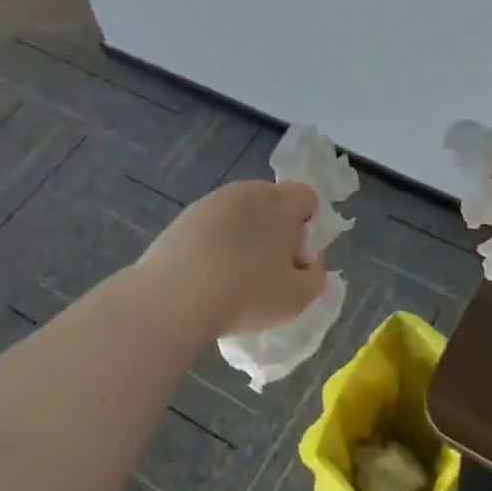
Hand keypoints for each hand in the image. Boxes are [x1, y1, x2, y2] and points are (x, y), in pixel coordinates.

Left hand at [138, 181, 328, 338]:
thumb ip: (316, 275)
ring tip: (233, 275)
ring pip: (240, 213)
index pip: (307, 196)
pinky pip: (211, 226)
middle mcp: (247, 192)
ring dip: (244, 235)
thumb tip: (309, 261)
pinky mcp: (183, 218)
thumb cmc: (247, 295)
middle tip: (268, 268)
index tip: (295, 256)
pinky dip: (215, 243)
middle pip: (272, 202)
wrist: (174, 298)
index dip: (308, 225)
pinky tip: (206, 275)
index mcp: (280, 203)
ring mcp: (211, 202)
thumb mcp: (298, 297)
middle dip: (276, 228)